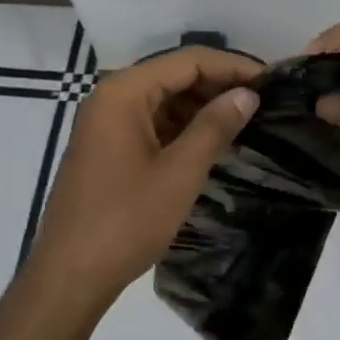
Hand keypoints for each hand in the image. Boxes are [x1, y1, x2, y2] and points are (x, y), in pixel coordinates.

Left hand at [24, 46, 260, 315]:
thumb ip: (215, 127)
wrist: (68, 277)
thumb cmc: (126, 221)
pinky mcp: (107, 148)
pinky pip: (152, 122)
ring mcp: (106, 123)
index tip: (271, 80)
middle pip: (174, 76)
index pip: (187, 61)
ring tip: (245, 121)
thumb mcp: (179, 173)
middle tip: (263, 101)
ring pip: (164, 100)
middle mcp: (111, 97)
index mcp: (124, 92)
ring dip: (202, 107)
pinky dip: (182, 127)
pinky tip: (212, 142)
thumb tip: (248, 94)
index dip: (231, 66)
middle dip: (218, 85)